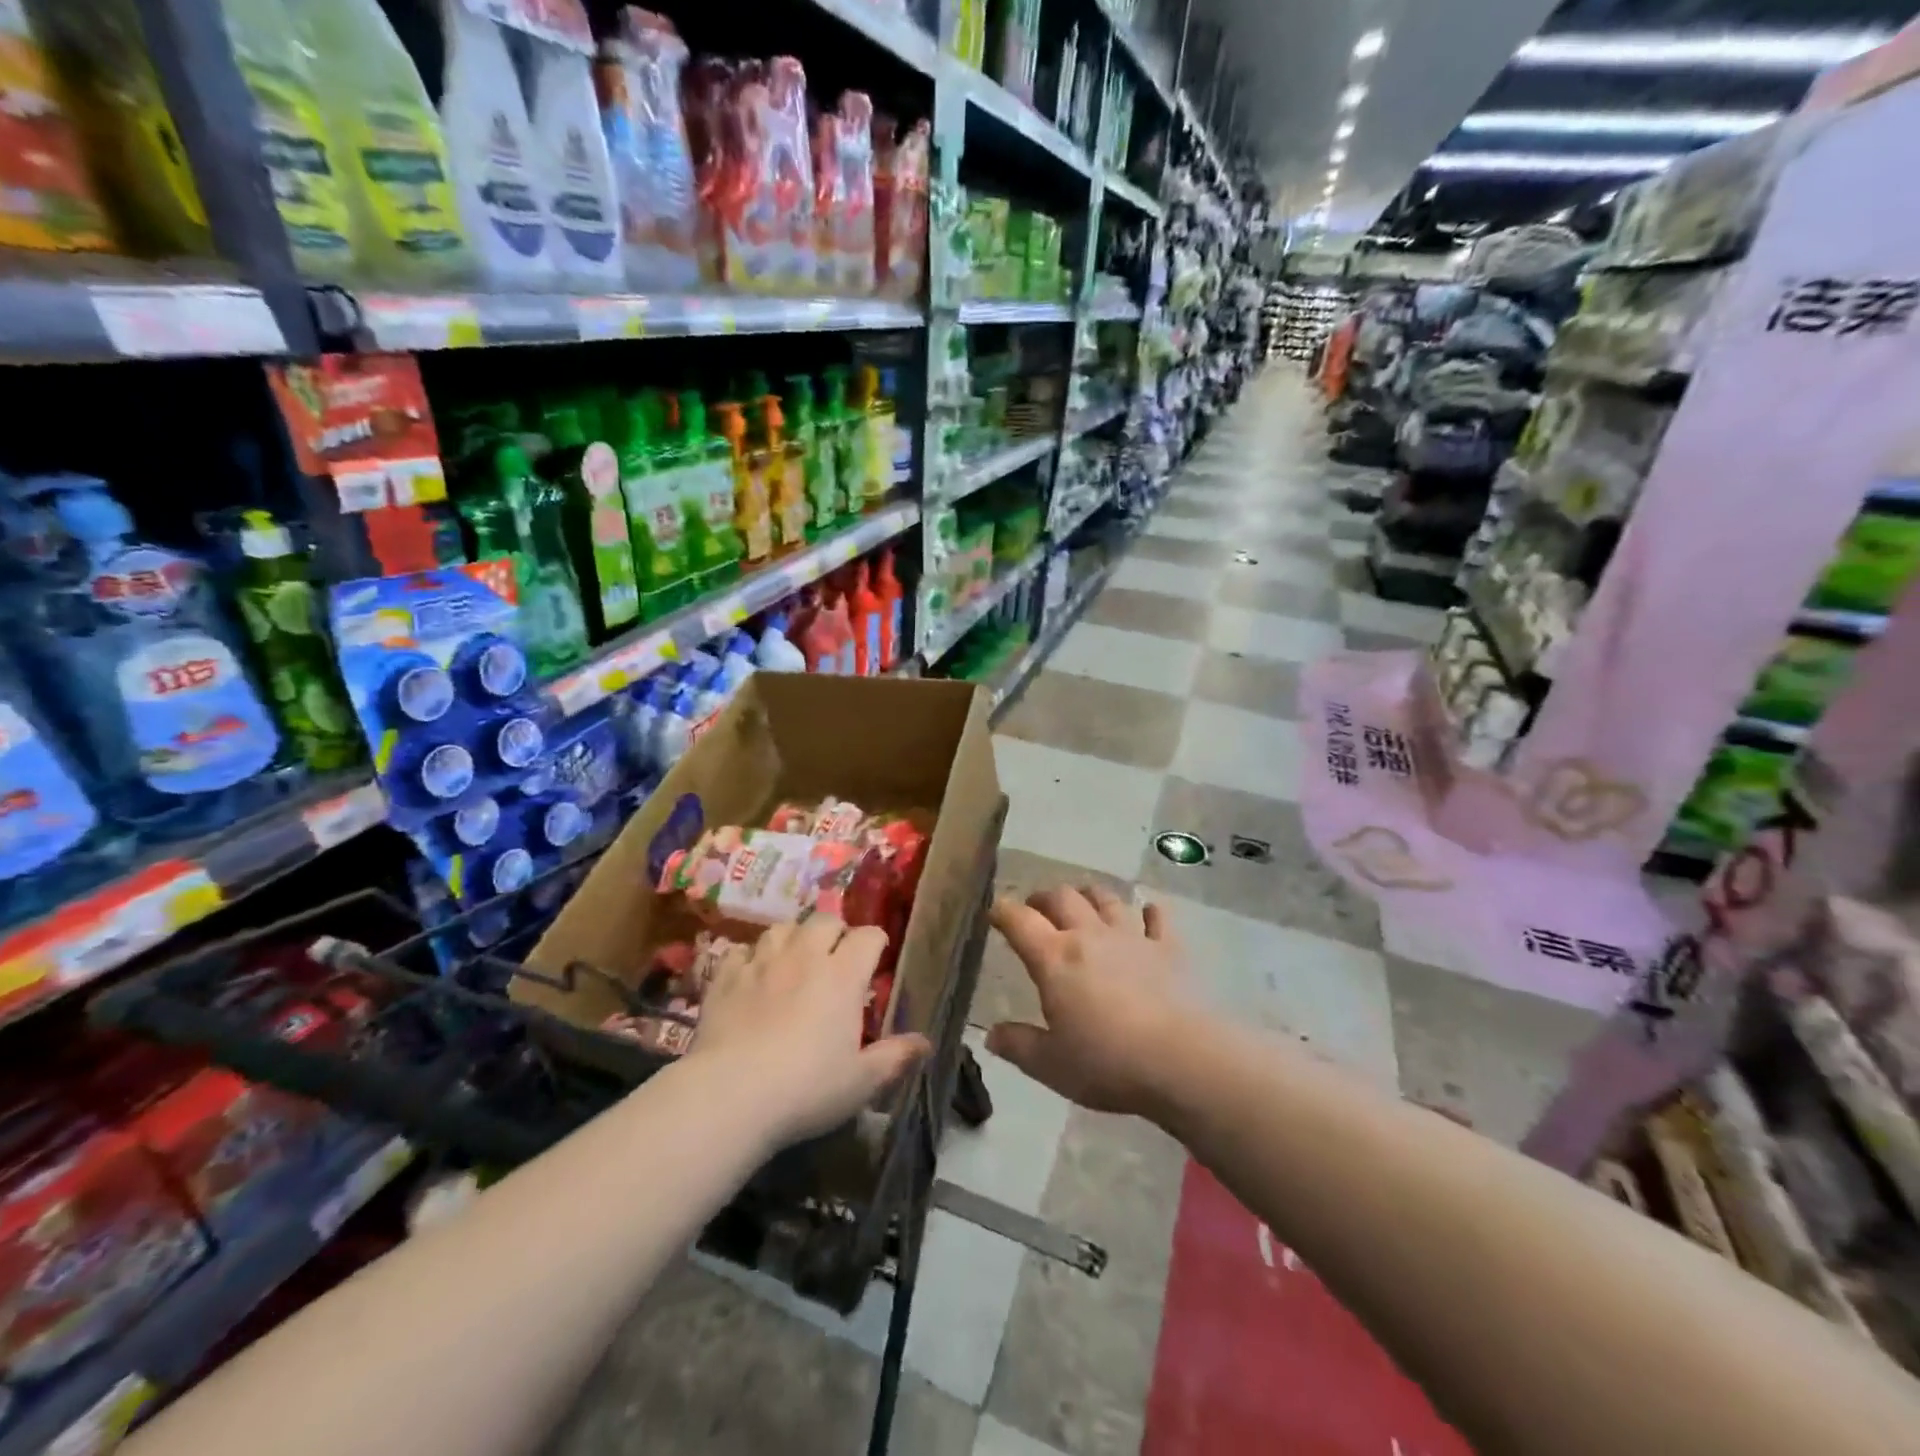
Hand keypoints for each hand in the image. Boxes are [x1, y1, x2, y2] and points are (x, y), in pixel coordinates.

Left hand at [688, 915, 929, 1147]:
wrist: (731, 1095)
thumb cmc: (807, 1089)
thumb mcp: (861, 1082)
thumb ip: (895, 1057)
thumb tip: (925, 1042)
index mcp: (843, 976)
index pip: (868, 936)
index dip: (875, 943)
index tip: (876, 959)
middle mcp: (804, 957)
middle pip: (824, 921)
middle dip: (835, 932)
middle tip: (836, 956)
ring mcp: (761, 963)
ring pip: (781, 928)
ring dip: (793, 937)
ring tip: (794, 957)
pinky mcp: (724, 978)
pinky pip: (739, 951)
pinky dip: (750, 957)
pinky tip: (751, 974)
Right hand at [986, 886, 1200, 1117]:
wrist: (1179, 1060)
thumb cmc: (1107, 1063)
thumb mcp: (1051, 1065)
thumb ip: (1018, 1046)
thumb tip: (991, 1035)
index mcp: (1054, 959)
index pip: (1019, 921)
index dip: (1002, 911)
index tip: (993, 911)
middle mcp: (1089, 935)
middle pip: (1062, 898)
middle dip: (1043, 898)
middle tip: (1036, 908)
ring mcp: (1131, 937)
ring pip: (1105, 899)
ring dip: (1089, 895)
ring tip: (1082, 902)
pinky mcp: (1167, 948)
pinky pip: (1157, 918)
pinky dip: (1149, 912)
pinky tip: (1148, 913)